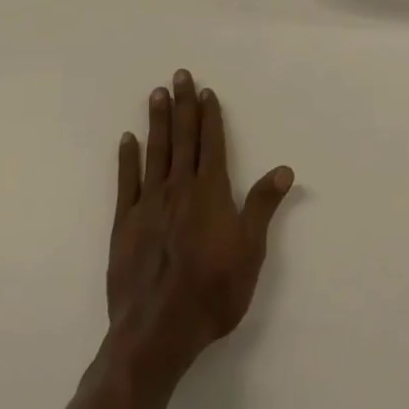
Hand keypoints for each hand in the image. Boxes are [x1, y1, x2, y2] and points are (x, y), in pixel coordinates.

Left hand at [106, 71, 294, 382]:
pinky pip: (126, 182)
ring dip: (157, 121)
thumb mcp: (250, 252)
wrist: (157, 332)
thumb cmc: (212, 293)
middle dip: (182, 105)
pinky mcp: (124, 223)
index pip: (211, 143)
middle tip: (178, 75)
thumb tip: (284, 169)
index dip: (210, 116)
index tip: (206, 91)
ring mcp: (149, 203)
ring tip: (156, 94)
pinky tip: (127, 139)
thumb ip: (262, 206)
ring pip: (155, 152)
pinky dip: (127, 158)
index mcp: (210, 192)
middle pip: (182, 138)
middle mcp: (179, 188)